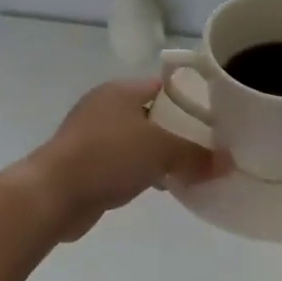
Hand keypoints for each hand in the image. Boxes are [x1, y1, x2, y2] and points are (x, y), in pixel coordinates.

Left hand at [23, 78, 224, 239]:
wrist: (52, 194)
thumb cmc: (107, 157)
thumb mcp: (161, 150)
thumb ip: (196, 155)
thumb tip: (228, 162)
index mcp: (120, 91)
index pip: (164, 86)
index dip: (191, 99)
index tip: (217, 118)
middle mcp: (105, 108)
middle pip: (152, 115)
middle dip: (179, 131)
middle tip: (209, 146)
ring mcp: (92, 137)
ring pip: (138, 142)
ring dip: (161, 155)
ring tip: (192, 169)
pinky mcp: (86, 166)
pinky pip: (124, 164)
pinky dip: (143, 172)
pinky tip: (162, 186)